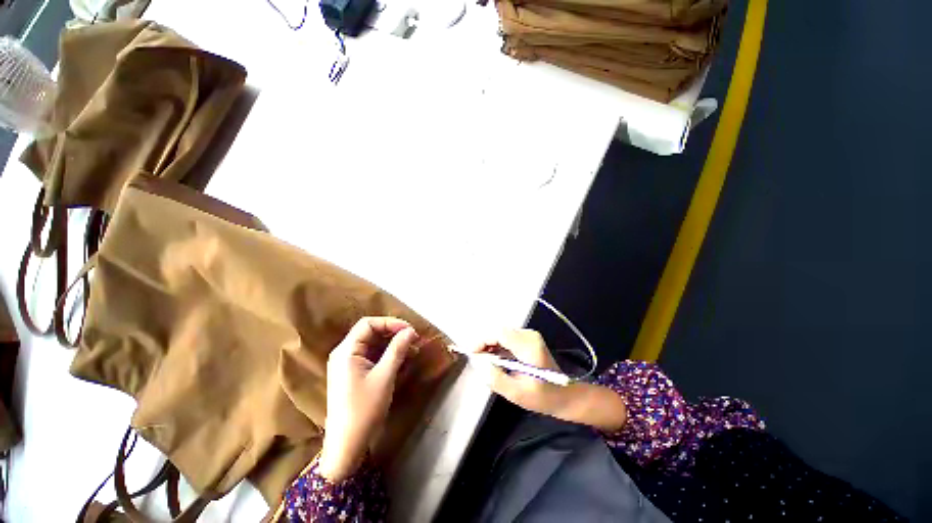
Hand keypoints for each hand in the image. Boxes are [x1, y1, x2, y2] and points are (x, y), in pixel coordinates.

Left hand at [318, 317, 419, 481]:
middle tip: (413, 339)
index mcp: (346, 351)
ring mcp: (347, 365)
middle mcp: (344, 354)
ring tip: (412, 350)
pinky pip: (371, 357)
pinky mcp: (352, 374)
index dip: (390, 323)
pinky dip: (387, 355)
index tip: (409, 330)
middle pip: (370, 332)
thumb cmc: (364, 409)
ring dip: (392, 344)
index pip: (368, 324)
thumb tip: (410, 330)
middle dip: (393, 333)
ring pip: (372, 344)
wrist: (347, 446)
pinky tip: (402, 360)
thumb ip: (397, 349)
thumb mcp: (384, 376)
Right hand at [472, 329, 570, 417]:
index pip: (499, 333)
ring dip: (489, 344)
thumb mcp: (517, 393)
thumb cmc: (543, 397)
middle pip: (499, 331)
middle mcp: (528, 335)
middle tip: (475, 359)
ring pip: (501, 333)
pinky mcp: (527, 340)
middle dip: (484, 343)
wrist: (566, 395)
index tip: (471, 353)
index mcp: (528, 345)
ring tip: (483, 361)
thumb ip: (495, 378)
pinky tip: (494, 359)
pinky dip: (497, 346)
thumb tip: (478, 363)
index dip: (482, 340)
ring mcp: (529, 336)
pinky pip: (506, 338)